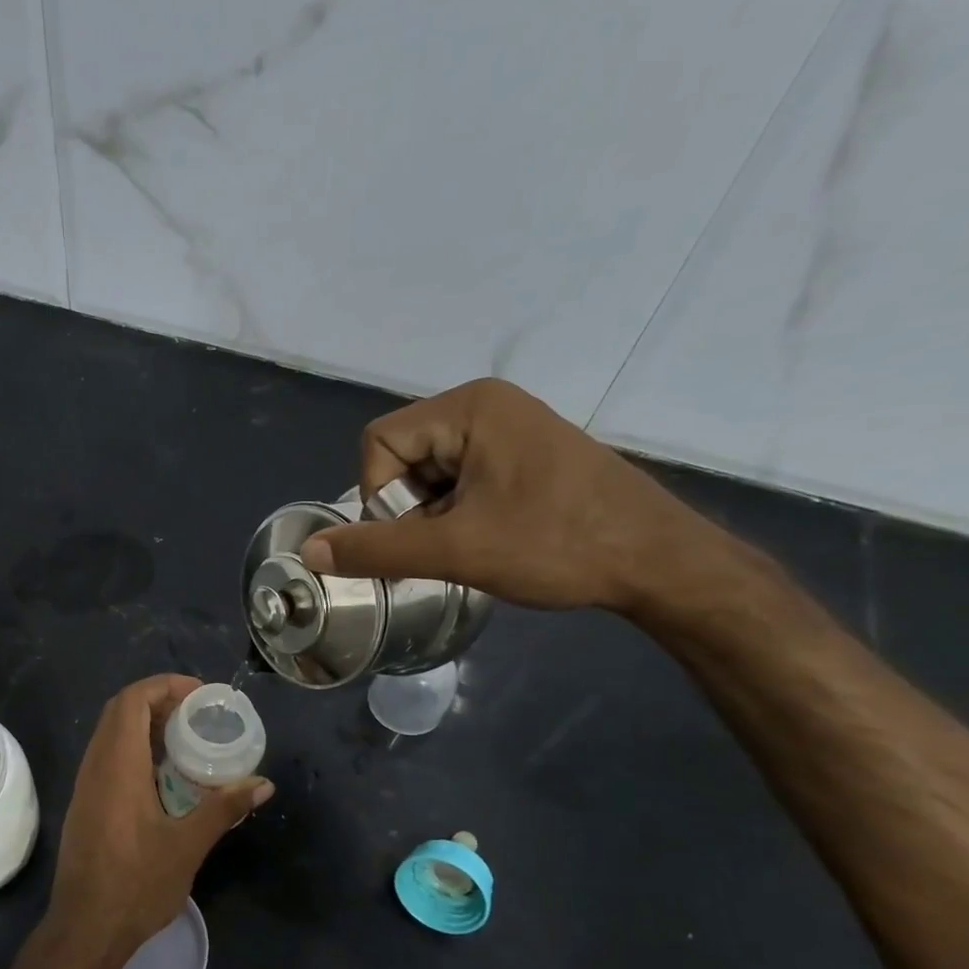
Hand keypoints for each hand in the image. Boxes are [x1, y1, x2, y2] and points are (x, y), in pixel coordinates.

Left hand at [46, 675, 272, 968]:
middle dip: (157, 700)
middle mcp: (94, 767)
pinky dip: (134, 748)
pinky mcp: (84, 805)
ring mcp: (85, 787)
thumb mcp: (187, 846)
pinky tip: (162, 774)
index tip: (199, 695)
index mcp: (117, 766)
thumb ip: (223, 808)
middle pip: (119, 711)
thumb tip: (262, 783)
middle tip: (197, 713)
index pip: (131, 701)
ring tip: (185, 737)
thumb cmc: (136, 885)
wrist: (84, 931)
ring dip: (144, 724)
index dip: (164, 686)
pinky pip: (107, 757)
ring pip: (110, 734)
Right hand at [300, 378, 729, 615]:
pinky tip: (488, 542)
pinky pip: (461, 481)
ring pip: (429, 476)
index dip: (380, 497)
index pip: (379, 444)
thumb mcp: (455, 550)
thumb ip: (375, 549)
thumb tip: (309, 552)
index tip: (416, 535)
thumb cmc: (557, 544)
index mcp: (469, 407)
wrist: (659, 562)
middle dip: (410, 511)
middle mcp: (485, 406)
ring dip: (433, 519)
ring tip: (472, 548)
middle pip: (402, 458)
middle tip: (446, 546)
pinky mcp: (523, 457)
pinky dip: (457, 516)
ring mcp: (508, 430)